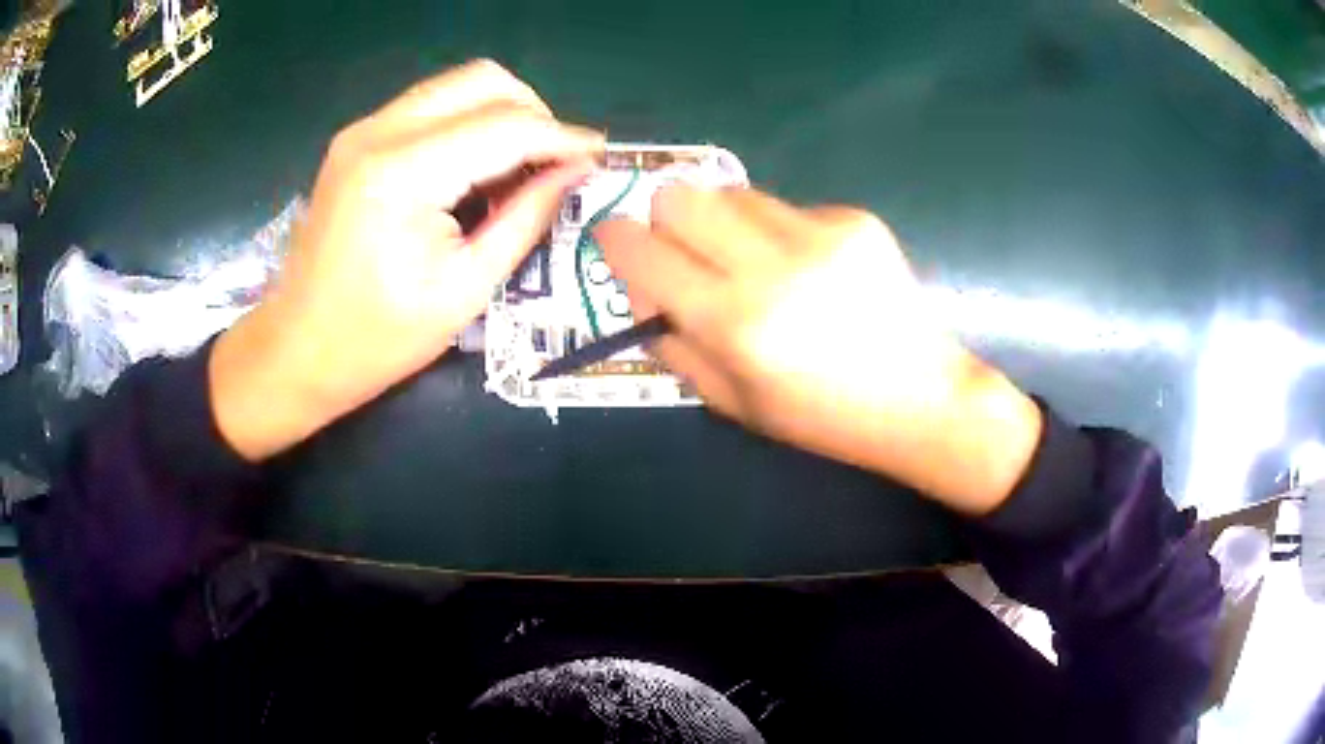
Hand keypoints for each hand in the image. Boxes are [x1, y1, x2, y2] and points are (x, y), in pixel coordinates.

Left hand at [212, 60, 602, 459]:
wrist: (296, 350)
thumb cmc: (378, 339)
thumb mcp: (465, 289)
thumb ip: (526, 217)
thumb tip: (577, 171)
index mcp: (403, 174)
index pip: (506, 126)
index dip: (562, 137)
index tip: (600, 155)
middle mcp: (380, 132)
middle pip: (484, 81)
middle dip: (533, 113)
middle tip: (554, 163)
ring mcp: (363, 130)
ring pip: (457, 85)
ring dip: (501, 114)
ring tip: (519, 167)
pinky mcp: (357, 140)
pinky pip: (431, 105)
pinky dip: (467, 122)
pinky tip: (475, 167)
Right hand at [597, 187, 1041, 513]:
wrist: (920, 398)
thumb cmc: (821, 416)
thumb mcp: (731, 402)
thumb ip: (670, 341)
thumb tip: (637, 286)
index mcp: (734, 323)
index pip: (639, 249)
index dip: (615, 239)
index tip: (619, 243)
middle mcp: (772, 266)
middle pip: (679, 195)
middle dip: (666, 219)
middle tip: (686, 251)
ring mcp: (819, 234)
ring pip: (731, 191)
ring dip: (723, 221)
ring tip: (754, 261)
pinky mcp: (854, 219)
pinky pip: (786, 205)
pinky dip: (778, 231)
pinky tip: (811, 269)